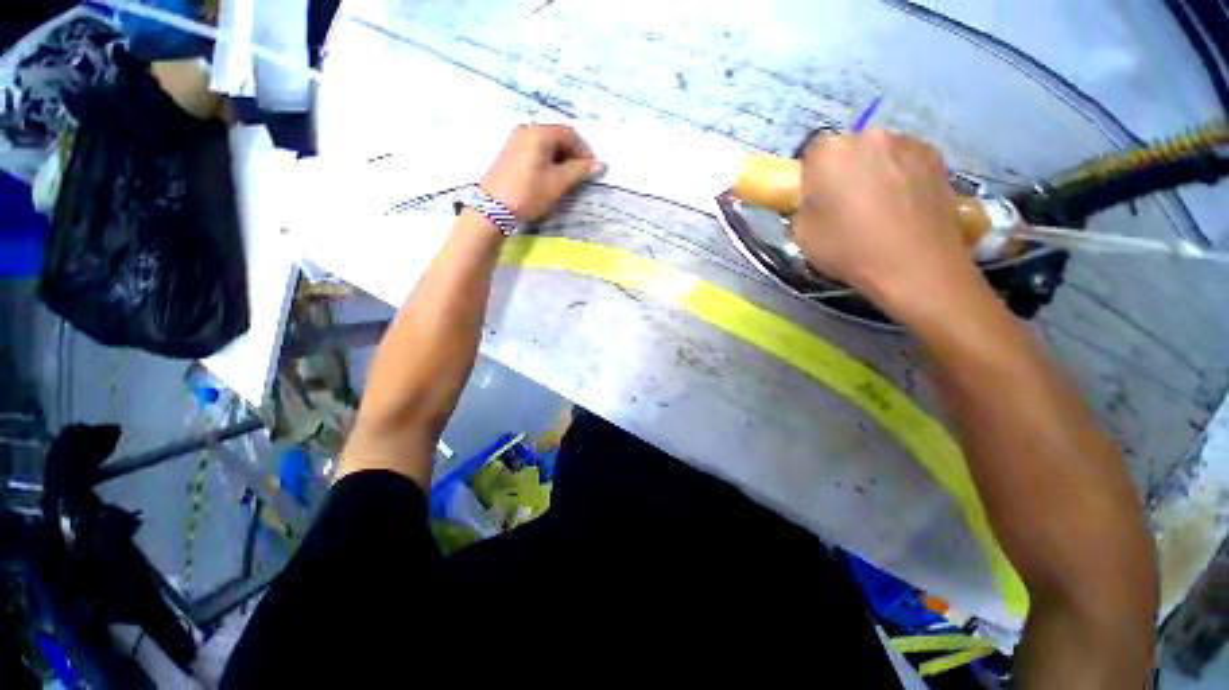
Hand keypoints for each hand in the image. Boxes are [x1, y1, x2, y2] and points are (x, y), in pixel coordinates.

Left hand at [480, 124, 603, 222]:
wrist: (494, 208)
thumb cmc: (530, 192)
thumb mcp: (558, 183)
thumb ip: (580, 171)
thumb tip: (600, 165)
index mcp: (539, 133)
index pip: (569, 133)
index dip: (584, 150)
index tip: (592, 169)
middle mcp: (527, 130)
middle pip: (557, 136)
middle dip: (572, 154)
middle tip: (581, 174)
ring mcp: (515, 140)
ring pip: (546, 144)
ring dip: (560, 158)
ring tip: (567, 178)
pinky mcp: (510, 153)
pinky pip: (535, 150)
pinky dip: (547, 160)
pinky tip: (550, 177)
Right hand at [792, 128, 981, 312]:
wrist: (914, 264)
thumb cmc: (848, 249)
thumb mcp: (802, 236)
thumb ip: (802, 209)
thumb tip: (812, 202)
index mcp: (829, 152)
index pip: (812, 153)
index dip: (811, 175)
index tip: (816, 198)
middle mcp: (868, 135)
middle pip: (848, 148)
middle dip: (844, 169)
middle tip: (846, 202)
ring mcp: (906, 142)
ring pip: (880, 153)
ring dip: (874, 171)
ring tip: (880, 206)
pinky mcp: (935, 155)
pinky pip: (906, 160)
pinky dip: (901, 175)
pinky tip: (903, 204)